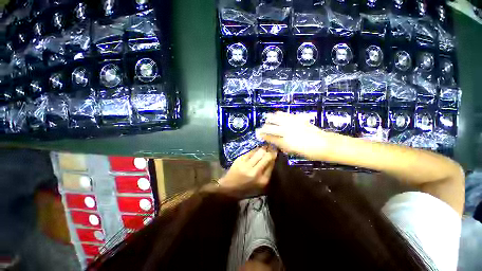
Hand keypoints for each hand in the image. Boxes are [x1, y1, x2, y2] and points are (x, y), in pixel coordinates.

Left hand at [219, 146, 277, 198]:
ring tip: (265, 146)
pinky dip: (255, 150)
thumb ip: (268, 171)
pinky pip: (251, 151)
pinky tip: (256, 150)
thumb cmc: (247, 188)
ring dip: (263, 148)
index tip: (275, 151)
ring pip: (259, 151)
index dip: (274, 155)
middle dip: (270, 150)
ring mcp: (246, 165)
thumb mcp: (260, 184)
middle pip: (266, 156)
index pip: (272, 163)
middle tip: (271, 146)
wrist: (230, 187)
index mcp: (263, 180)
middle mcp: (255, 172)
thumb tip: (272, 158)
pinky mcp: (240, 159)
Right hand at [256, 112, 329, 159]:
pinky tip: (277, 113)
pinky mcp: (298, 119)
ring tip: (266, 118)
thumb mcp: (293, 152)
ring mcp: (293, 124)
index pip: (270, 137)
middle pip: (271, 127)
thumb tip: (274, 142)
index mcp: (285, 142)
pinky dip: (280, 114)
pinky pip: (286, 114)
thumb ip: (282, 146)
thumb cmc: (309, 152)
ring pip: (277, 118)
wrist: (325, 144)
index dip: (263, 136)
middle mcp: (287, 131)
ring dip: (270, 118)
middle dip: (263, 128)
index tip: (258, 135)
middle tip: (260, 128)